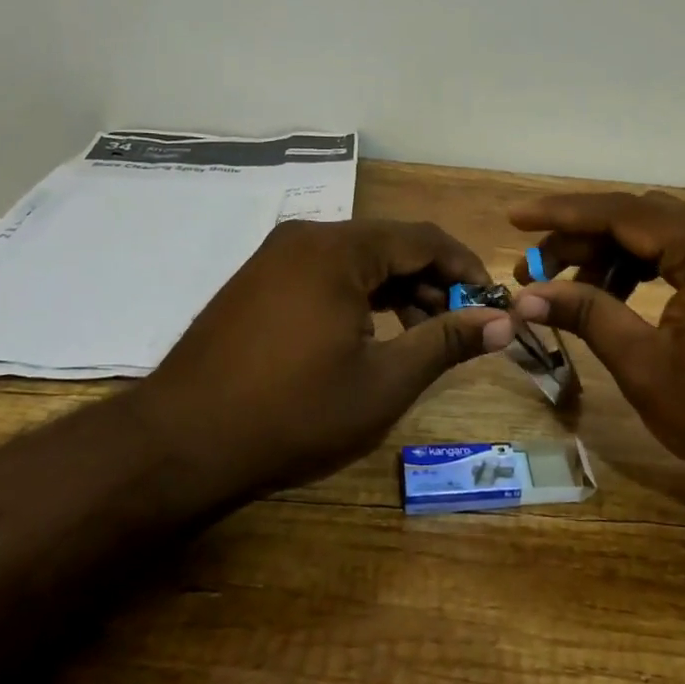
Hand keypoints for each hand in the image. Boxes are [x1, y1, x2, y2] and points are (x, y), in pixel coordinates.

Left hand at [126, 219, 503, 497]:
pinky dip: (358, 298)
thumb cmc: (293, 413)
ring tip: (415, 340)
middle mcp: (306, 238)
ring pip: (357, 261)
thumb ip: (446, 341)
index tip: (491, 304)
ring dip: (396, 292)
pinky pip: (324, 275)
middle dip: (432, 283)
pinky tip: (367, 337)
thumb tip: (505, 321)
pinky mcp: (256, 282)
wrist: (179, 445)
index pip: (424, 238)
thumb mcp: (384, 382)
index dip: (466, 267)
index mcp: (338, 250)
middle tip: (456, 329)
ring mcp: (274, 258)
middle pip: (390, 246)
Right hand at [502, 191, 684, 510]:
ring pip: (658, 235)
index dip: (562, 214)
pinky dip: (641, 269)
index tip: (516, 218)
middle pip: (639, 218)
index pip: (621, 213)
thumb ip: (588, 316)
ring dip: (609, 255)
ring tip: (567, 289)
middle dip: (581, 238)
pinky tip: (612, 295)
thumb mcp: (645, 366)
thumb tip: (529, 296)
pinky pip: (680, 255)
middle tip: (534, 269)